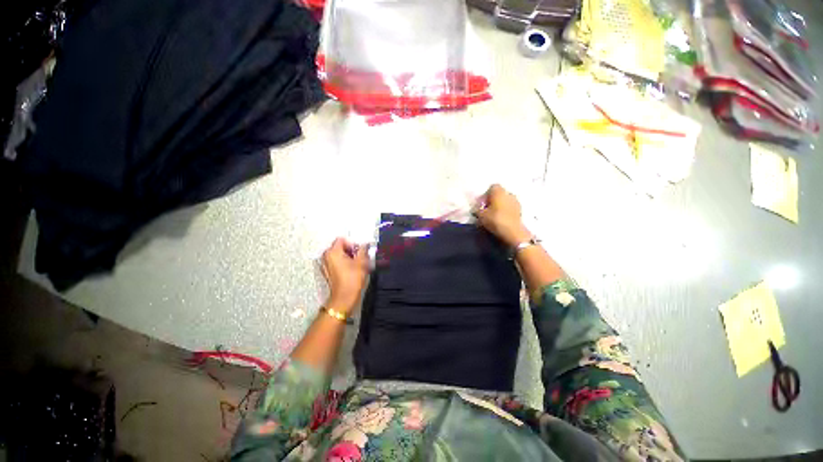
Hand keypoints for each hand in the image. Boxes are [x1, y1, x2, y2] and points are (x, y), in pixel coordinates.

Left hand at [321, 238, 369, 313]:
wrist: (344, 297)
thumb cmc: (352, 278)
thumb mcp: (361, 262)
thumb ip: (363, 250)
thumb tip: (364, 244)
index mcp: (333, 252)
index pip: (342, 239)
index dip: (352, 243)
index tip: (359, 251)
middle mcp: (326, 256)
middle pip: (339, 246)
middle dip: (350, 250)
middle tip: (360, 257)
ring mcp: (325, 264)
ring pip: (338, 254)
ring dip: (348, 257)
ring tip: (357, 264)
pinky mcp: (327, 272)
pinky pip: (336, 262)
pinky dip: (343, 263)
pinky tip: (351, 270)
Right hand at [475, 184, 531, 246]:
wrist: (513, 232)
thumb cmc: (495, 220)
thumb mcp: (481, 215)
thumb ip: (477, 209)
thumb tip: (476, 208)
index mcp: (499, 191)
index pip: (492, 187)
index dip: (486, 195)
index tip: (482, 203)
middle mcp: (508, 193)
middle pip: (499, 194)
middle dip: (493, 200)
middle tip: (486, 209)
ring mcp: (516, 202)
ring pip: (505, 201)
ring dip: (500, 205)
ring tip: (494, 215)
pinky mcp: (520, 211)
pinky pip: (510, 208)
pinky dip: (506, 211)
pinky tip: (501, 219)